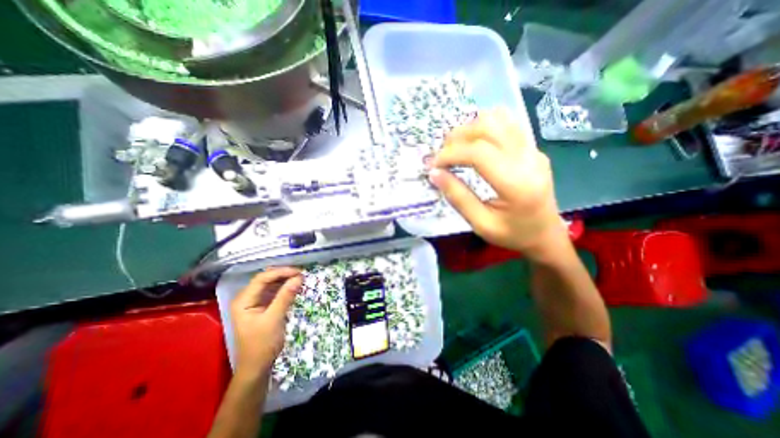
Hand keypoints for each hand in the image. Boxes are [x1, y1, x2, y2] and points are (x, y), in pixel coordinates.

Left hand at [230, 267, 302, 378]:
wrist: (257, 367)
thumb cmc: (262, 344)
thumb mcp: (274, 319)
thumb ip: (285, 296)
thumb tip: (299, 277)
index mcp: (243, 300)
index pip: (262, 278)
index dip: (281, 272)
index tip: (298, 272)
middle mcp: (247, 297)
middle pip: (266, 278)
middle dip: (283, 274)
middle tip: (301, 273)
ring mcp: (255, 301)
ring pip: (271, 283)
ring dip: (285, 279)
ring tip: (300, 277)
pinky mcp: (263, 306)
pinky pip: (274, 291)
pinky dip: (285, 287)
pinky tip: (294, 286)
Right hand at [430, 107, 571, 261]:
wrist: (546, 234)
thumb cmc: (513, 234)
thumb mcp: (481, 224)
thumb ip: (457, 197)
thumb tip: (434, 174)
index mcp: (517, 184)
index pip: (478, 153)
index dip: (450, 154)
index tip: (433, 165)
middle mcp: (529, 159)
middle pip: (488, 127)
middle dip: (457, 137)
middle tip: (442, 156)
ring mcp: (534, 150)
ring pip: (498, 118)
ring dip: (470, 128)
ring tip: (456, 147)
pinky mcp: (533, 147)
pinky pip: (506, 123)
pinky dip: (483, 127)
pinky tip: (473, 144)